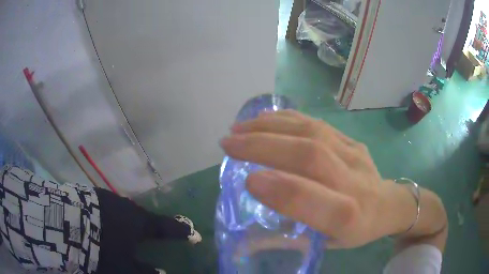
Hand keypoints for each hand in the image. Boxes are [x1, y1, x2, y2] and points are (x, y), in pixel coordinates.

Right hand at [220, 110, 391, 247]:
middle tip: (228, 143)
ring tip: (240, 127)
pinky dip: (287, 118)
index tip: (246, 180)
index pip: (315, 201)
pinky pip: (318, 123)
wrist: (388, 205)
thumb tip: (247, 237)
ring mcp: (355, 154)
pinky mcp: (352, 139)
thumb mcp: (325, 245)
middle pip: (310, 155)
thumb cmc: (355, 231)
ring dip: (270, 127)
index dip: (280, 189)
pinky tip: (265, 118)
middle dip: (263, 146)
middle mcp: (354, 182)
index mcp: (349, 218)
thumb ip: (288, 239)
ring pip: (312, 132)